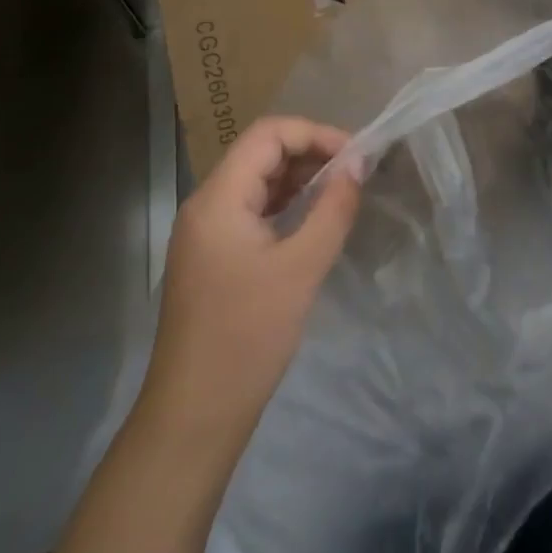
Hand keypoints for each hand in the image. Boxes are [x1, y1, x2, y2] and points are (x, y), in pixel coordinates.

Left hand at [140, 116, 362, 458]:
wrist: (194, 418)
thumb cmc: (247, 337)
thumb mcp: (301, 268)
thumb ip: (333, 209)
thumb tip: (357, 165)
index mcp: (218, 198)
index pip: (268, 135)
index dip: (315, 134)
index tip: (355, 156)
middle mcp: (206, 204)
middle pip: (261, 153)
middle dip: (310, 154)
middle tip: (354, 174)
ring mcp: (206, 232)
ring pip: (257, 182)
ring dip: (299, 180)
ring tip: (342, 194)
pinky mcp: (212, 257)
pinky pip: (252, 211)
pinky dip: (285, 206)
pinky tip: (314, 221)